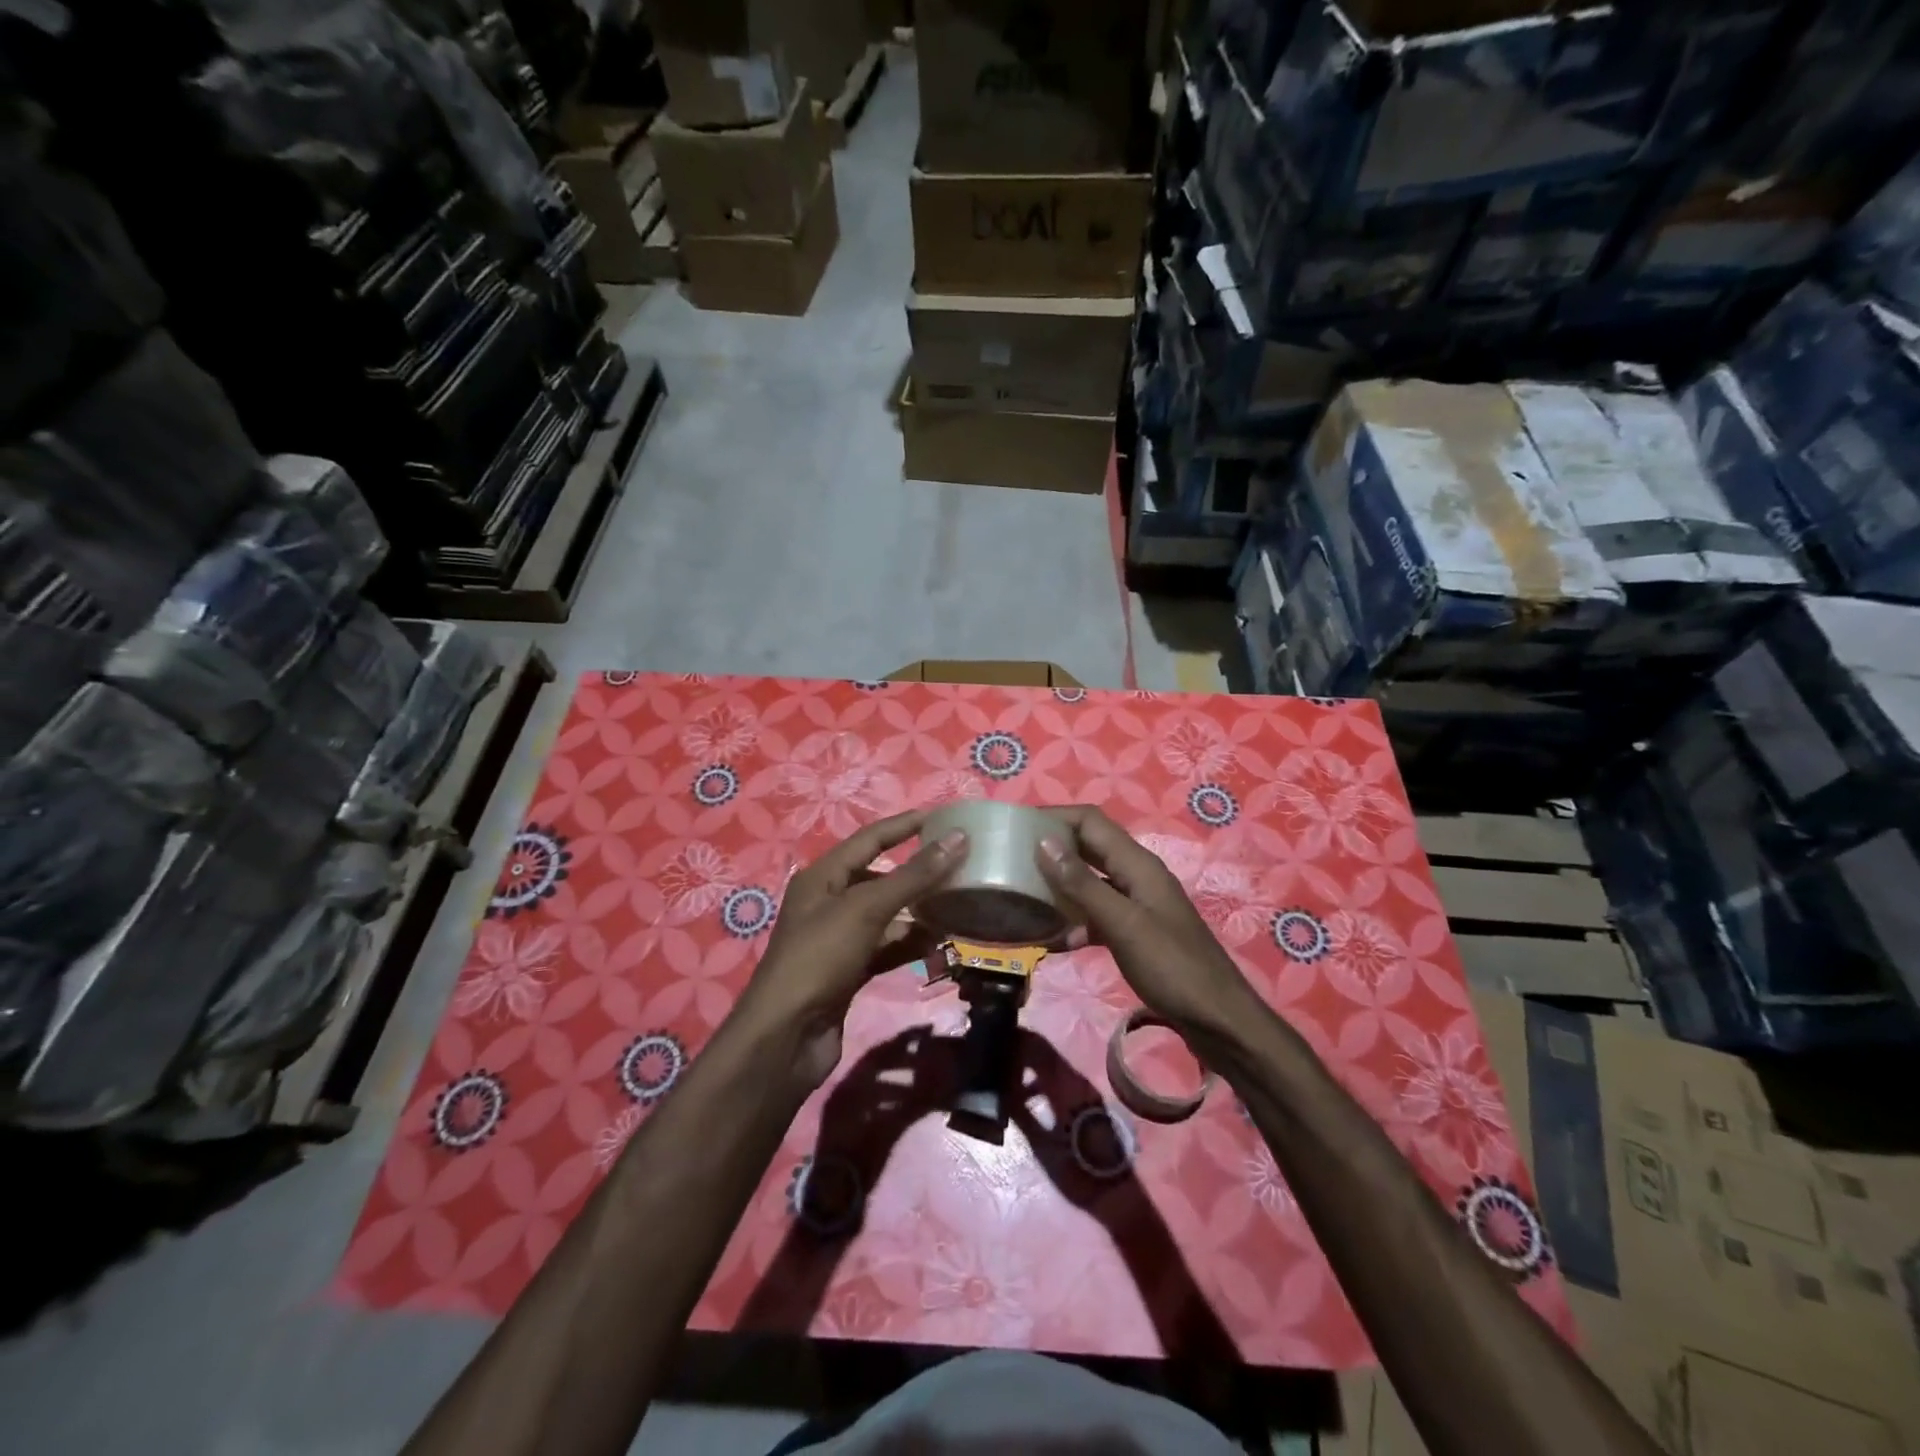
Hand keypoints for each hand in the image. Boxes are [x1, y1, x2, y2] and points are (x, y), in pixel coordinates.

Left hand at [737, 811, 965, 1089]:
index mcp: (823, 877)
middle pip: (880, 877)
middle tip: (960, 865)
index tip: (943, 818)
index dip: (905, 826)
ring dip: (919, 910)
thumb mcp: (866, 909)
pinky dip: (911, 943)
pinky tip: (940, 943)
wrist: (786, 1037)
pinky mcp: (850, 971)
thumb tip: (957, 837)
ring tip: (959, 903)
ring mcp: (839, 939)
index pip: (870, 839)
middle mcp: (829, 902)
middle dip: (918, 872)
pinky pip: (887, 946)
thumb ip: (913, 875)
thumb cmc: (820, 958)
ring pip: (887, 914)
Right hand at [1033, 805, 1257, 1036]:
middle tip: (1010, 859)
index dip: (1055, 817)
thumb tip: (1043, 842)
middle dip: (1052, 848)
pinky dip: (1074, 920)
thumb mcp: (1123, 924)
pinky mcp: (1135, 932)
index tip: (1016, 827)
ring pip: (1091, 882)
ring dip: (1060, 885)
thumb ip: (1083, 885)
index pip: (1091, 821)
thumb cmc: (1172, 968)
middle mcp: (1136, 876)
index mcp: (1137, 864)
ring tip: (1023, 895)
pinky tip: (1054, 940)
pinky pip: (1097, 914)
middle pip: (1089, 847)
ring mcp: (1137, 904)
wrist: (1218, 1020)